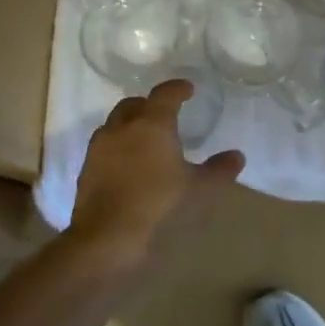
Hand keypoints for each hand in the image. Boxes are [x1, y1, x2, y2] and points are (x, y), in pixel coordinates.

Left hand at [70, 80, 244, 265]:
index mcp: (151, 123)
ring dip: (130, 124)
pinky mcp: (87, 167)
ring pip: (116, 123)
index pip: (165, 94)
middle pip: (134, 104)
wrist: (107, 236)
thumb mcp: (198, 189)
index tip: (188, 89)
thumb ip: (218, 170)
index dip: (178, 88)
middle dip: (150, 104)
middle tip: (165, 115)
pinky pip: (105, 146)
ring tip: (145, 140)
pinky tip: (128, 164)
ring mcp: (100, 146)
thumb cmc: (158, 205)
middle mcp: (122, 126)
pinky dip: (118, 146)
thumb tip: (237, 156)